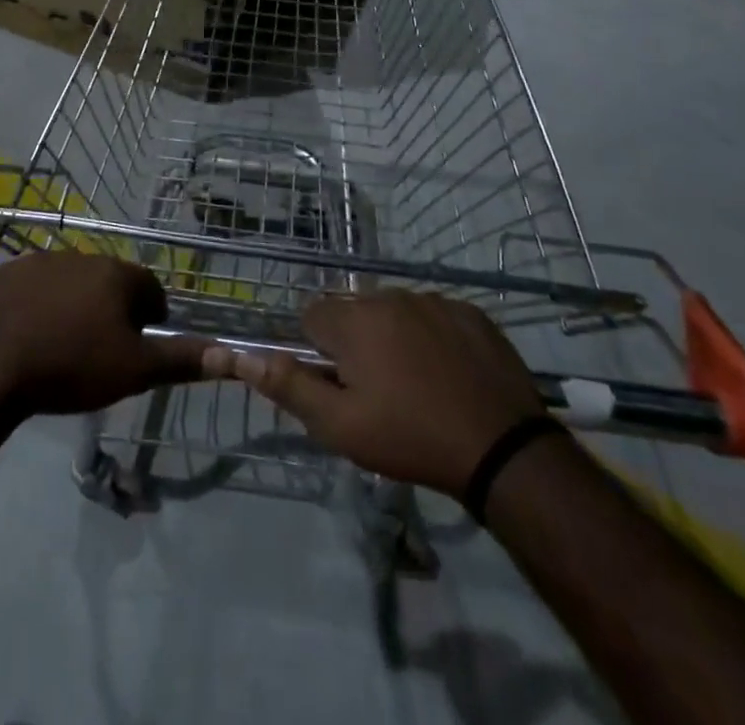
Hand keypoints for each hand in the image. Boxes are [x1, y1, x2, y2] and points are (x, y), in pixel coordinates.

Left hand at [0, 252, 206, 415]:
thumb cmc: (71, 365)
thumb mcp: (134, 370)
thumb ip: (181, 358)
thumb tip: (229, 353)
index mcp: (117, 274)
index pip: (151, 289)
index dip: (150, 319)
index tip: (137, 348)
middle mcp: (82, 256)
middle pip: (110, 283)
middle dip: (111, 311)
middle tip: (99, 352)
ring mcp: (40, 261)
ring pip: (71, 283)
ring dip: (74, 306)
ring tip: (60, 348)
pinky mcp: (5, 274)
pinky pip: (32, 288)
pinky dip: (37, 306)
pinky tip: (26, 337)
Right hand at [205, 292, 543, 498]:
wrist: (503, 448)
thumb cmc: (411, 438)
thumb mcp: (340, 426)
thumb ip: (289, 387)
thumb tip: (242, 356)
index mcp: (354, 321)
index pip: (312, 315)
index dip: (317, 350)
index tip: (338, 383)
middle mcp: (389, 297)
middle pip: (353, 311)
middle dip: (355, 342)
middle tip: (378, 391)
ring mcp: (433, 300)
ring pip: (393, 311)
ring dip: (392, 337)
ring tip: (416, 384)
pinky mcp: (469, 311)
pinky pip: (433, 314)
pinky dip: (431, 336)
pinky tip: (449, 373)